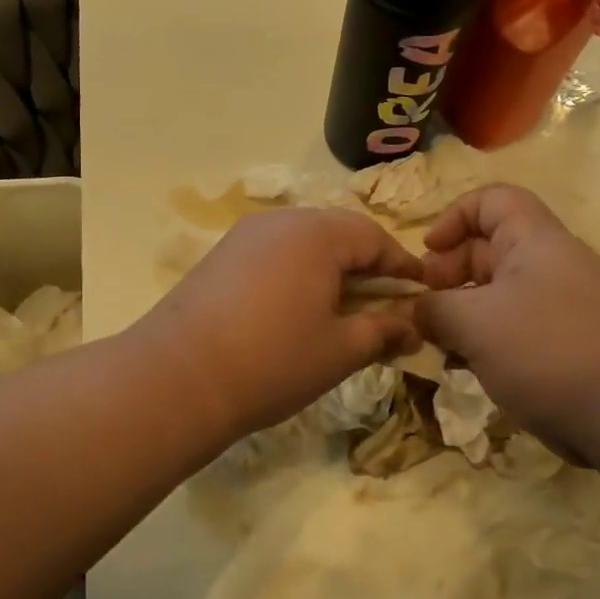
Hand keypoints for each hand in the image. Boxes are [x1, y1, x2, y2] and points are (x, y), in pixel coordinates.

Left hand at [135, 209, 424, 437]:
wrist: (178, 377)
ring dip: (330, 268)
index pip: (374, 238)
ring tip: (342, 307)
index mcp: (318, 234)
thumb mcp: (340, 350)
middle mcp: (281, 221)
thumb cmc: (273, 361)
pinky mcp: (220, 256)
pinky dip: (296, 272)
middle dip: (366, 264)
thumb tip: (413, 328)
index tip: (421, 291)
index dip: (401, 265)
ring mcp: (245, 236)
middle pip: (338, 233)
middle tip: (383, 301)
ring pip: (303, 241)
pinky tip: (296, 307)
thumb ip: (383, 331)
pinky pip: (273, 253)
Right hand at [416, 184, 599, 464]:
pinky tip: (468, 366)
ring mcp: (563, 305)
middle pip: (490, 247)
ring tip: (441, 342)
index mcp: (536, 241)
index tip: (427, 253)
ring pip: (499, 292)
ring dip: (463, 311)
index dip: (453, 217)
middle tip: (426, 307)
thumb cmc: (545, 351)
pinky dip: (487, 338)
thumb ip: (433, 308)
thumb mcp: (473, 324)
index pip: (492, 200)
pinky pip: (516, 325)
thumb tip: (417, 310)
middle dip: (449, 272)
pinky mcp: (567, 342)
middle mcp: (552, 264)